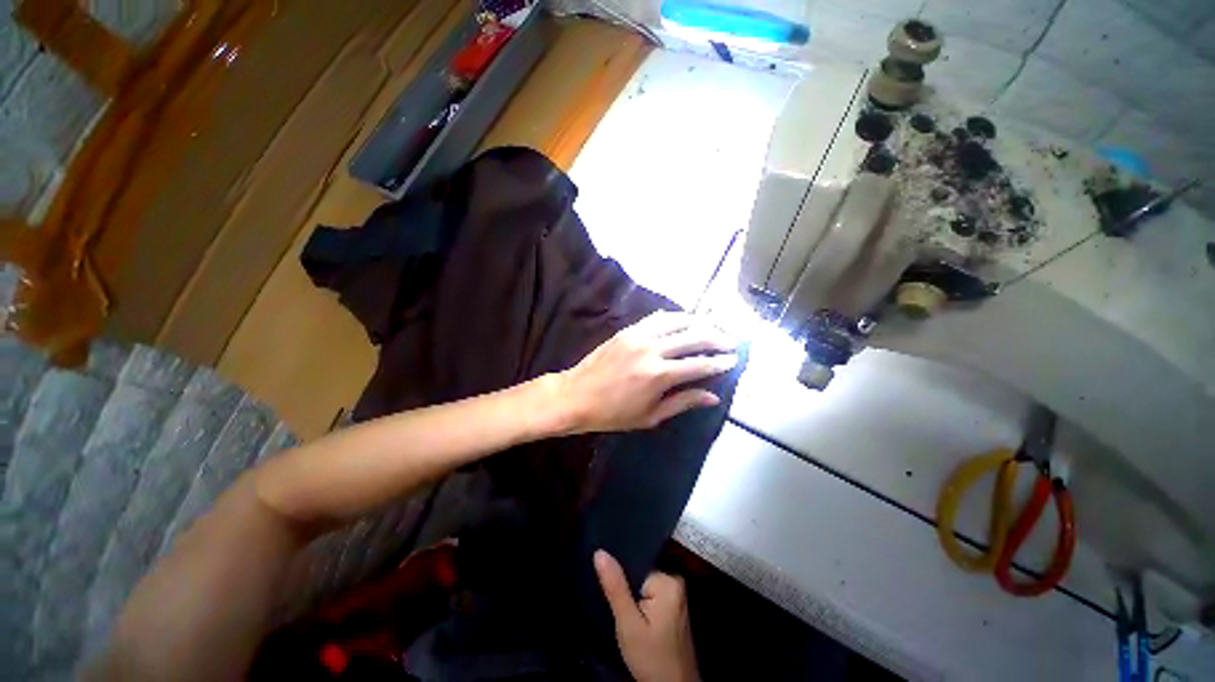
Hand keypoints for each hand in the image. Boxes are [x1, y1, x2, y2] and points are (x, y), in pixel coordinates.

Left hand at [556, 311, 737, 432]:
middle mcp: (652, 349)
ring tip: (713, 328)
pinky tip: (685, 320)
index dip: (720, 362)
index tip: (734, 359)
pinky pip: (657, 318)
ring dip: (699, 323)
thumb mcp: (650, 416)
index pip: (699, 364)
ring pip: (677, 321)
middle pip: (694, 337)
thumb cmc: (613, 413)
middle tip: (731, 342)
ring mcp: (639, 336)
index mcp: (659, 375)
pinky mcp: (628, 330)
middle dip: (717, 338)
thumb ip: (683, 402)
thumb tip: (713, 396)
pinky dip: (675, 317)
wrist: (576, 395)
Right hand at [595, 550, 699, 681]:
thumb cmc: (651, 658)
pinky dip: (638, 601)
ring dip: (630, 595)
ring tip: (619, 607)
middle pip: (640, 573)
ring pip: (643, 584)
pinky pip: (649, 593)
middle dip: (625, 585)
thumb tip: (600, 552)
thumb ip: (615, 587)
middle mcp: (675, 580)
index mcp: (668, 580)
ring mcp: (676, 593)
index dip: (619, 574)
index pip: (636, 563)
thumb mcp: (628, 624)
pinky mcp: (673, 605)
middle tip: (612, 601)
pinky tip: (629, 613)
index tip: (604, 582)